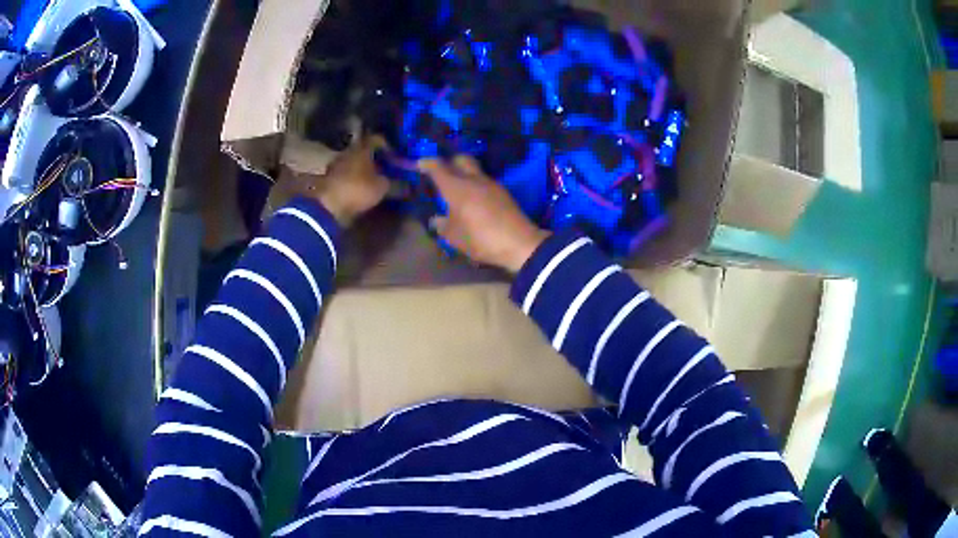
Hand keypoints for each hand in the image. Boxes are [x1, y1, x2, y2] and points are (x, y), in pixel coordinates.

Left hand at [269, 138, 389, 225]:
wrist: (327, 206)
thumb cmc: (358, 190)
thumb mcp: (382, 187)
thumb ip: (395, 182)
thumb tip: (408, 183)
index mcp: (362, 148)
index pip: (377, 139)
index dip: (388, 145)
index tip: (395, 155)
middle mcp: (348, 151)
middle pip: (364, 150)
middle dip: (375, 157)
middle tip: (387, 167)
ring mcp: (337, 164)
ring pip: (354, 161)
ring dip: (363, 168)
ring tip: (374, 178)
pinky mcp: (330, 178)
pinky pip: (346, 173)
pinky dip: (354, 177)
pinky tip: (360, 187)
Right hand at [419, 156, 549, 272]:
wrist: (519, 243)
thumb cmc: (480, 239)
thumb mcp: (454, 237)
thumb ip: (442, 225)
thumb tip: (436, 219)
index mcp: (456, 187)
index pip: (438, 167)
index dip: (427, 163)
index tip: (420, 163)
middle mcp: (473, 180)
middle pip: (460, 159)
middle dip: (449, 162)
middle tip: (442, 173)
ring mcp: (491, 184)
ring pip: (474, 170)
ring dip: (464, 175)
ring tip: (457, 190)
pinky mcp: (503, 193)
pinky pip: (485, 182)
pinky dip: (476, 186)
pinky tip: (473, 200)